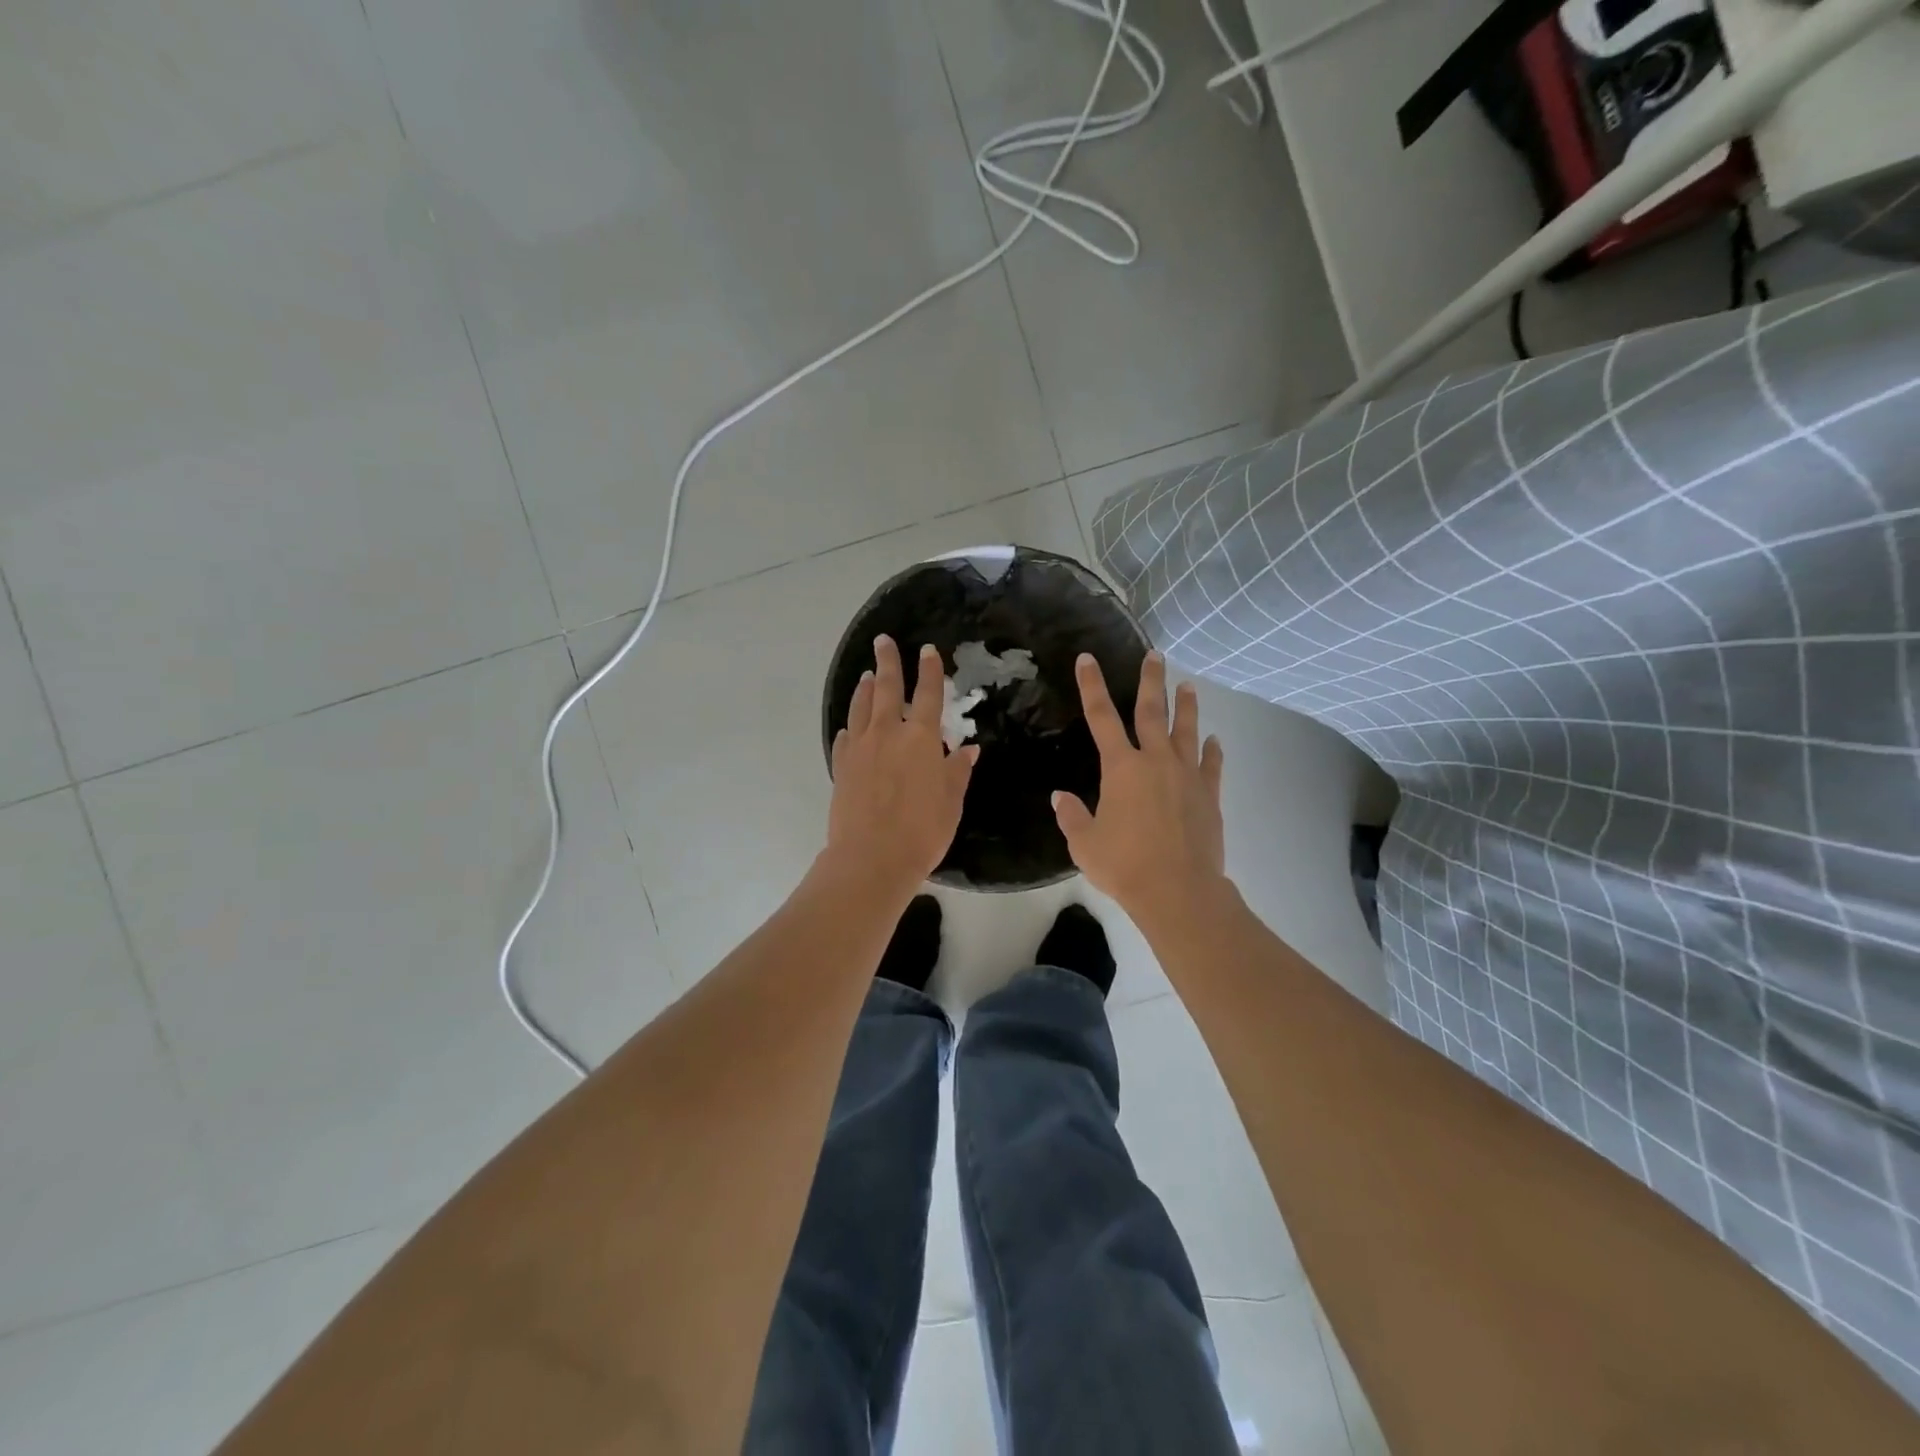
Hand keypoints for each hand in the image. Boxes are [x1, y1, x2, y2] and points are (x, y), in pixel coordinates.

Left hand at [825, 635, 977, 893]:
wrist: (871, 858)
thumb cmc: (922, 831)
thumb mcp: (951, 801)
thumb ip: (957, 771)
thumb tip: (967, 749)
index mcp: (920, 738)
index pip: (928, 694)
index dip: (930, 671)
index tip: (928, 650)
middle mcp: (888, 733)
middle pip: (887, 688)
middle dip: (889, 662)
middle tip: (883, 641)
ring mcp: (860, 748)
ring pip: (861, 707)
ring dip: (866, 688)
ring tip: (867, 675)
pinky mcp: (841, 767)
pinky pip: (845, 738)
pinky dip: (850, 727)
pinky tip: (850, 727)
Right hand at [1053, 651, 1226, 927]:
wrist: (1179, 891)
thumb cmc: (1125, 865)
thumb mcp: (1085, 844)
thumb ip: (1072, 817)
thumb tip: (1060, 797)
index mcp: (1121, 768)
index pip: (1101, 717)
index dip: (1092, 686)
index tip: (1088, 659)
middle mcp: (1155, 761)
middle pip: (1153, 712)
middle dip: (1151, 681)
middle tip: (1155, 655)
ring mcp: (1187, 776)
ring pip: (1187, 731)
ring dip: (1186, 707)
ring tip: (1188, 685)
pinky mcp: (1208, 795)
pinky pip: (1211, 765)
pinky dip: (1213, 750)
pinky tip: (1215, 740)